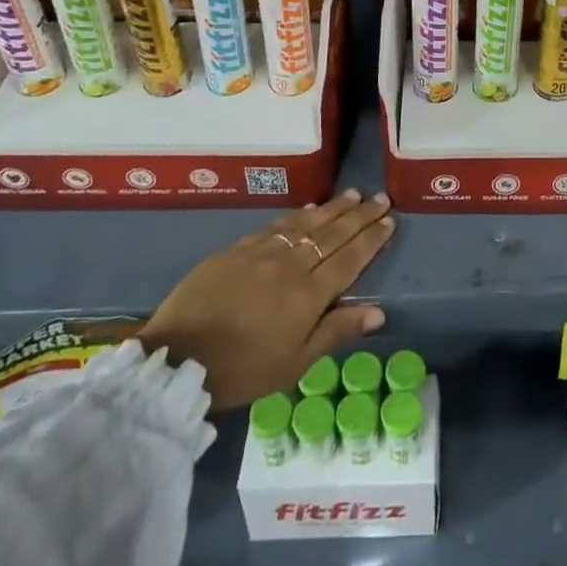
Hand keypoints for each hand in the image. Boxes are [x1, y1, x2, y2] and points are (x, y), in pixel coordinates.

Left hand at [139, 190, 394, 409]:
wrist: (177, 359)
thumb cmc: (242, 371)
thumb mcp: (294, 365)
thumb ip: (336, 332)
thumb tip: (378, 311)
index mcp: (309, 295)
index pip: (349, 259)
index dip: (371, 239)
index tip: (389, 220)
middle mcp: (290, 264)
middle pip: (332, 234)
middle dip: (359, 215)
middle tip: (380, 198)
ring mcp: (261, 253)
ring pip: (305, 223)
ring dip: (332, 208)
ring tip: (352, 195)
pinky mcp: (236, 249)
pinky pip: (275, 225)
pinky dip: (297, 215)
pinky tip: (308, 209)